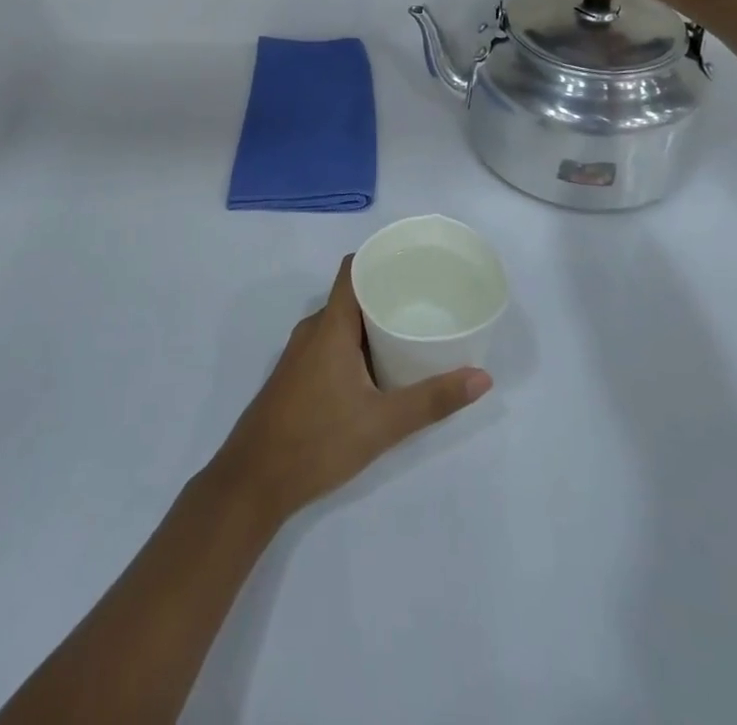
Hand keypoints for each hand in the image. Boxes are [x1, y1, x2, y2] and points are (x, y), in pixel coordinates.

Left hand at [209, 257, 490, 526]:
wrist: (254, 480)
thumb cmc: (317, 440)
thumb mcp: (382, 423)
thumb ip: (432, 400)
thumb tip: (482, 377)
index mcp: (330, 325)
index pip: (352, 270)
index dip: (380, 258)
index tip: (414, 261)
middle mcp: (313, 329)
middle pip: (351, 295)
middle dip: (386, 293)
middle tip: (427, 300)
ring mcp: (300, 353)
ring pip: (341, 323)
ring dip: (372, 323)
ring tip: (410, 330)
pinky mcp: (296, 375)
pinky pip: (330, 343)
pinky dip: (356, 344)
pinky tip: (379, 368)